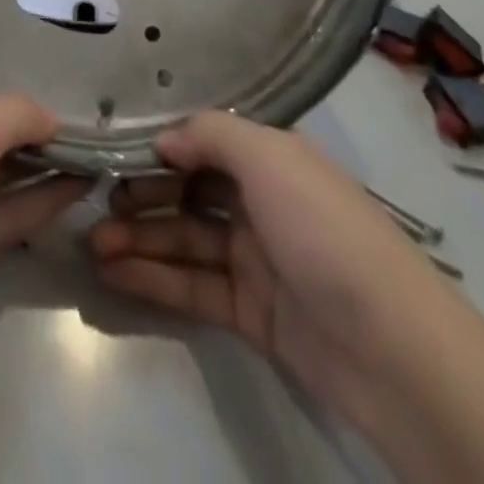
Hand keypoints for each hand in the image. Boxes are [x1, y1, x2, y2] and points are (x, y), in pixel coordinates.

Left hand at [0, 84, 89, 374]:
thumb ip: (13, 114)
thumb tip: (51, 116)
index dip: (2, 63)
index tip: (51, 54)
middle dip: (30, 114)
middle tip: (88, 100)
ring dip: (42, 159)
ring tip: (97, 139)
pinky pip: (4, 212)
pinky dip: (39, 199)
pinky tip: (82, 184)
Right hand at [89, 111, 450, 427]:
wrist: (391, 349)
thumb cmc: (324, 229)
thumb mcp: (268, 157)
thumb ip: (209, 135)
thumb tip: (163, 139)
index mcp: (271, 158)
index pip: (203, 141)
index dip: (160, 145)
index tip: (113, 151)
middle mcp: (260, 200)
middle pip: (188, 190)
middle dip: (140, 194)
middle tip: (94, 202)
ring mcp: (255, 258)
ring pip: (184, 240)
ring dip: (138, 239)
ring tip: (91, 243)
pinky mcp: (249, 312)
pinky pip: (192, 286)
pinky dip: (153, 278)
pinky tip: (113, 274)